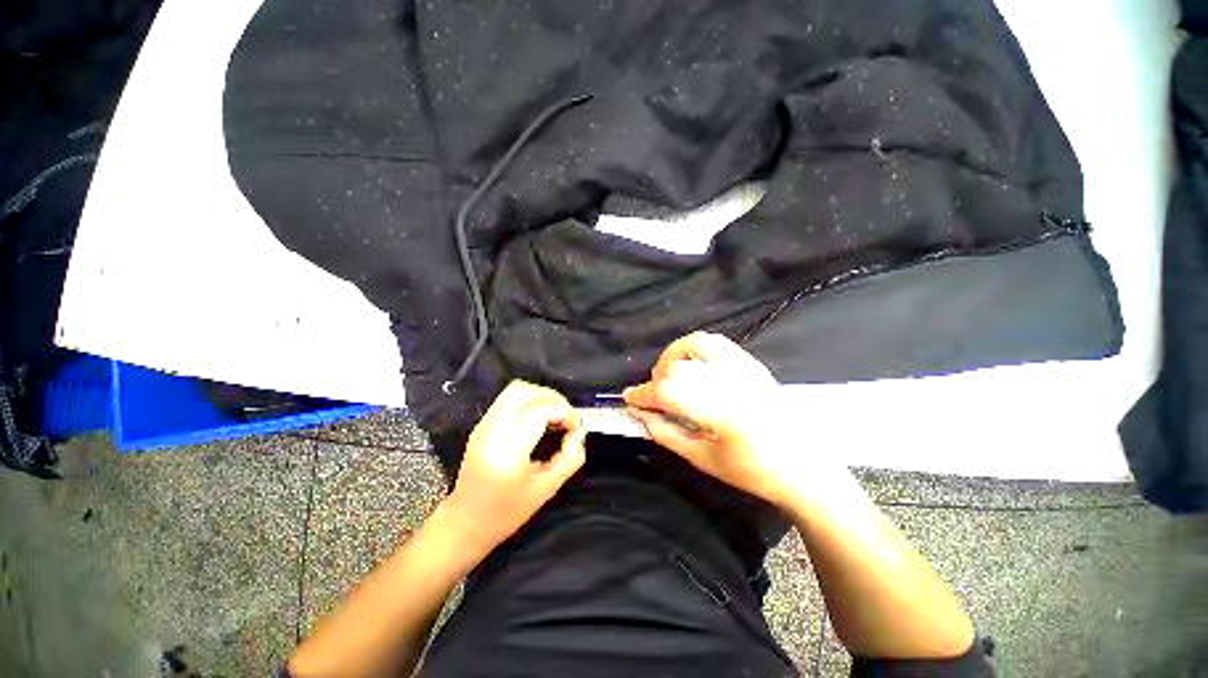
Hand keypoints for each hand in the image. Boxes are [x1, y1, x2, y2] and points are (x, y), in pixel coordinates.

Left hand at [445, 380, 586, 550]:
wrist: (465, 523)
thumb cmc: (507, 512)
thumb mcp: (547, 489)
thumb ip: (570, 457)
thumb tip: (579, 431)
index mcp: (508, 450)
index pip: (540, 410)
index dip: (565, 411)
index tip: (576, 426)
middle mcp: (492, 430)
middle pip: (525, 391)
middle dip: (553, 398)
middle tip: (566, 417)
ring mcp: (484, 425)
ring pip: (516, 389)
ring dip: (540, 396)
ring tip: (554, 415)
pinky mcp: (481, 424)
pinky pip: (509, 399)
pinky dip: (529, 401)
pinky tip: (539, 419)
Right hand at [623, 332, 803, 507]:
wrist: (805, 467)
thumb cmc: (754, 473)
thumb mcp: (704, 460)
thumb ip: (667, 433)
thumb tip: (639, 414)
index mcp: (722, 412)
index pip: (668, 391)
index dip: (643, 394)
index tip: (628, 399)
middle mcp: (732, 382)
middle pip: (677, 368)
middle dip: (656, 381)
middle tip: (653, 399)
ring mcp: (744, 368)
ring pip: (693, 345)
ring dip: (672, 359)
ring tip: (669, 377)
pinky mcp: (750, 363)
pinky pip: (714, 342)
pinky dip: (693, 346)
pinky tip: (689, 363)